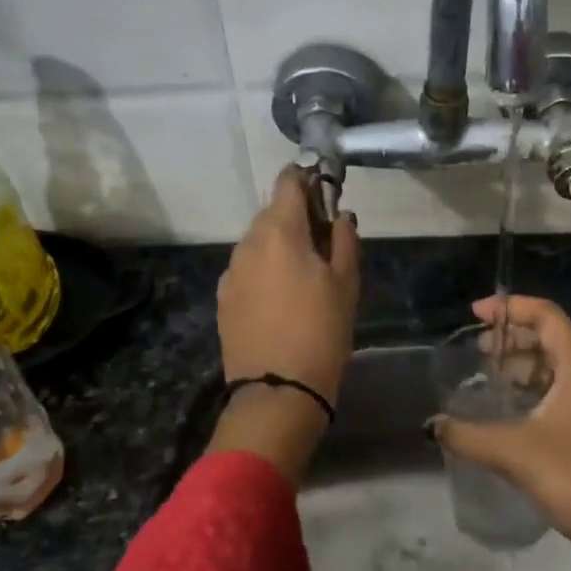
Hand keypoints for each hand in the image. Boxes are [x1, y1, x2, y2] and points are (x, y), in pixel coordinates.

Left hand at [217, 168, 360, 406]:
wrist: (278, 390)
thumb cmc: (322, 331)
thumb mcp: (346, 283)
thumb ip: (344, 239)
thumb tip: (340, 215)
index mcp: (279, 231)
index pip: (289, 181)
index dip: (308, 179)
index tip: (326, 194)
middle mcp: (247, 243)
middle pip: (272, 213)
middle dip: (297, 218)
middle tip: (324, 244)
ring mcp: (230, 272)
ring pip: (258, 243)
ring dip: (280, 247)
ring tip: (303, 277)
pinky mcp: (223, 298)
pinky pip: (247, 270)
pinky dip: (264, 272)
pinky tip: (280, 301)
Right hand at [430, 295, 570, 570]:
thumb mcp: (514, 451)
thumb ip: (468, 435)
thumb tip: (433, 425)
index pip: (545, 314)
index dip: (510, 308)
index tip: (476, 314)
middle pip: (550, 337)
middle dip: (512, 338)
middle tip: (477, 350)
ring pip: (556, 368)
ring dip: (522, 367)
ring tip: (488, 378)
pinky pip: (560, 393)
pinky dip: (533, 391)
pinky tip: (509, 413)